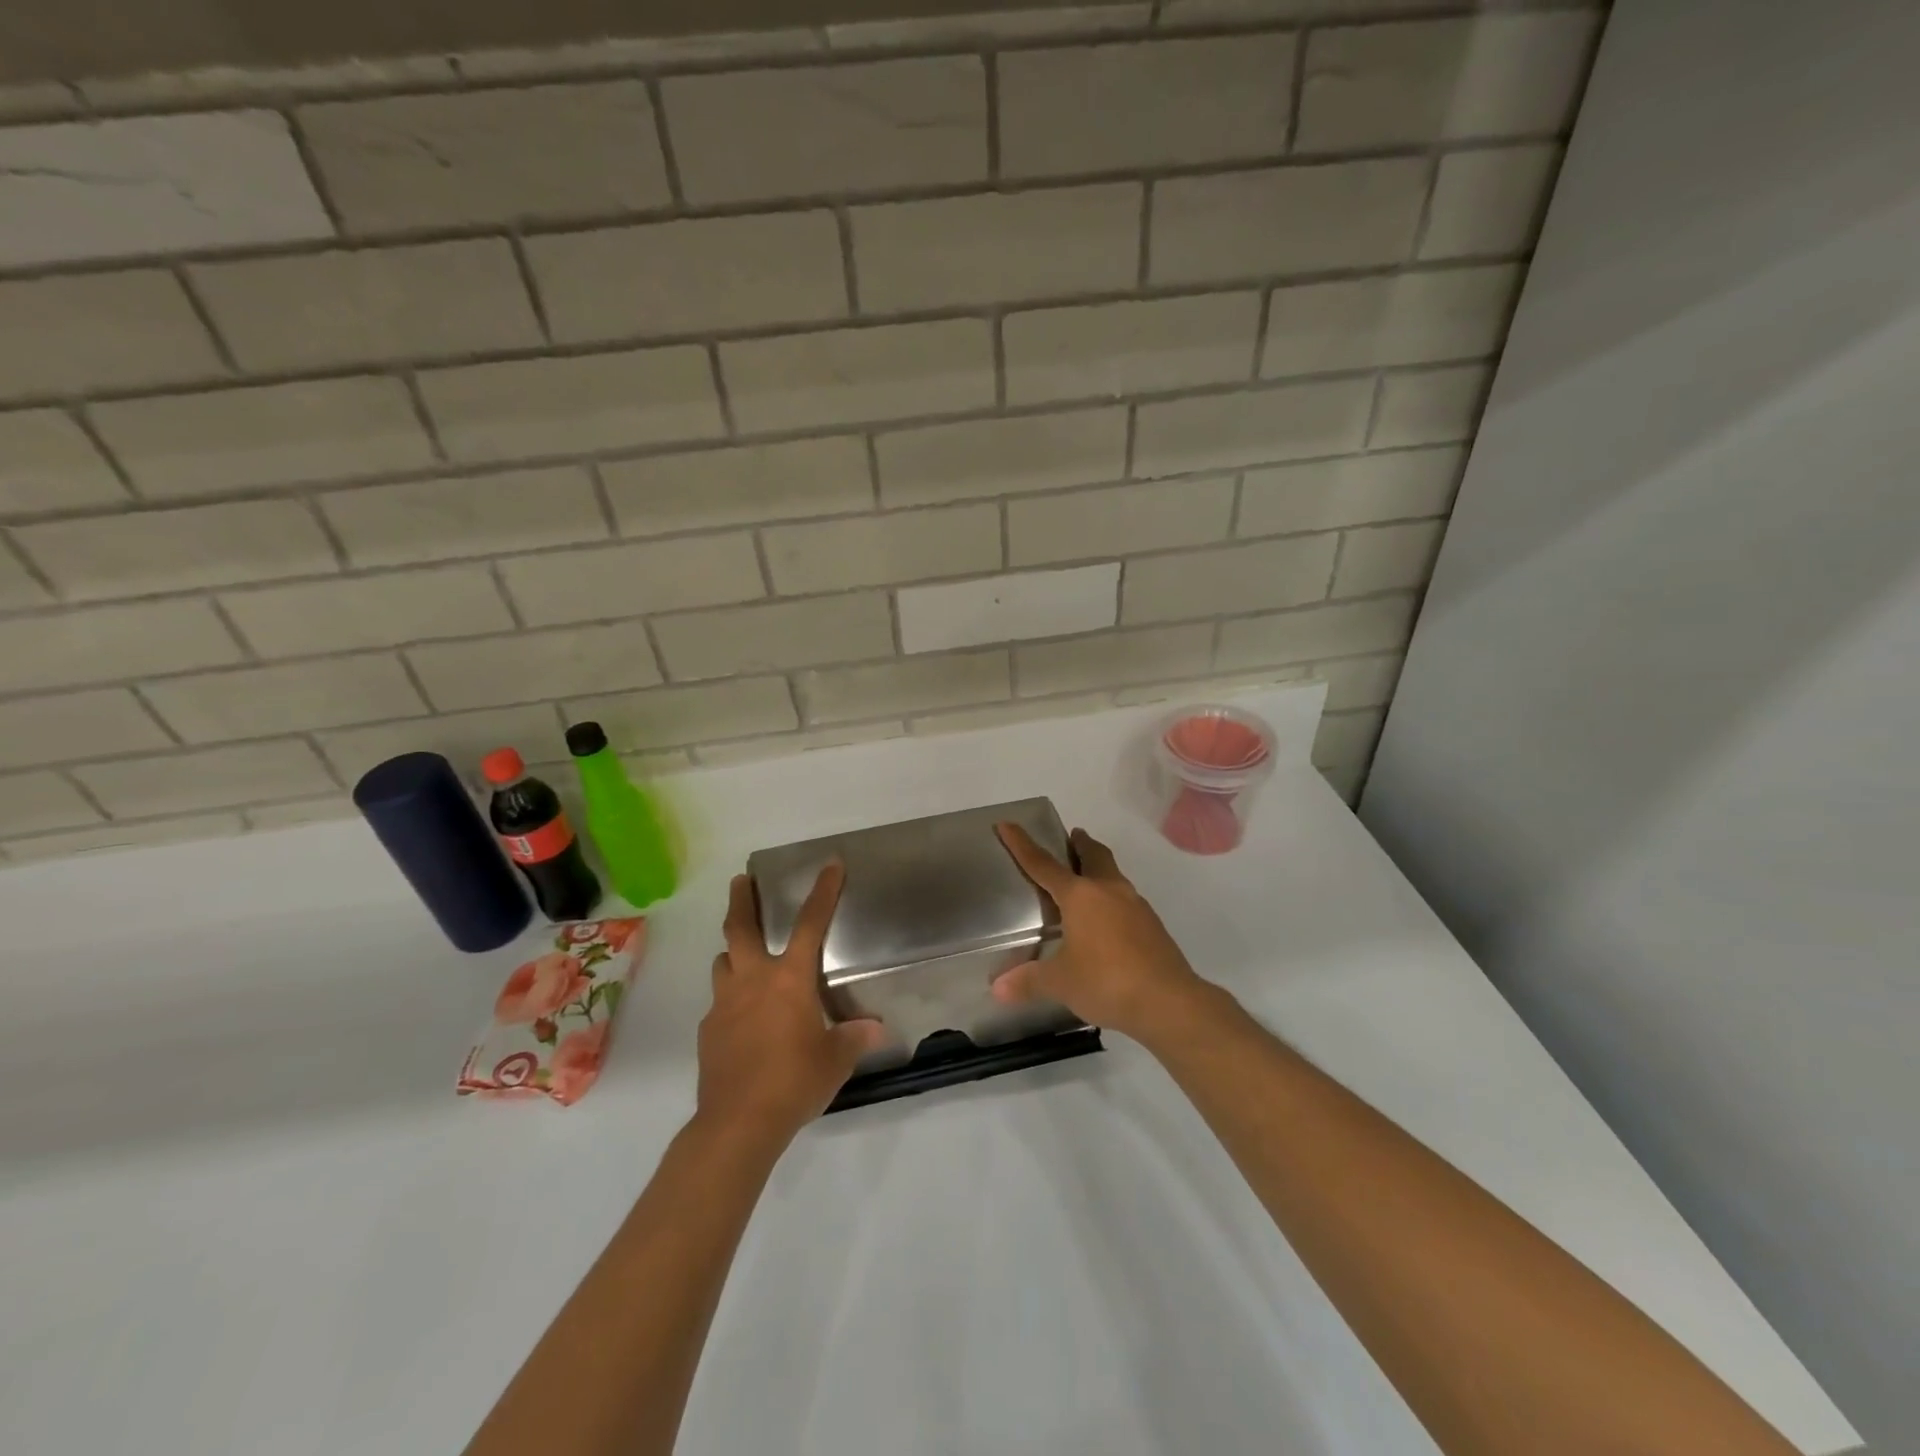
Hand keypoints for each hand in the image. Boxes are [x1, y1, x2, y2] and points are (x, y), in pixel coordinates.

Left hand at [696, 865, 885, 1144]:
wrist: (737, 1124)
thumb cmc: (794, 1082)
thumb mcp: (835, 1060)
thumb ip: (853, 1038)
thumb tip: (875, 1028)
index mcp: (789, 980)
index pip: (811, 924)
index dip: (823, 891)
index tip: (830, 864)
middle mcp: (752, 981)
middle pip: (741, 928)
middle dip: (743, 900)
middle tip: (742, 880)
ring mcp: (724, 1005)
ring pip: (724, 962)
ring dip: (734, 952)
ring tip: (743, 956)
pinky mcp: (708, 1031)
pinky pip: (719, 1003)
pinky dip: (730, 999)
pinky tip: (742, 1020)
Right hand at [993, 823, 1205, 1043]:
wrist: (1169, 1001)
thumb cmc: (1106, 981)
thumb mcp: (1060, 982)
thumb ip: (1028, 981)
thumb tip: (998, 989)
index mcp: (1080, 896)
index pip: (1043, 864)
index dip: (1022, 844)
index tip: (1008, 824)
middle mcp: (1109, 890)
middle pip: (1093, 855)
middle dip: (1081, 844)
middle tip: (1071, 837)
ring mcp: (1135, 905)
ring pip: (1113, 875)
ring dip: (1099, 869)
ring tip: (1087, 880)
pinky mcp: (1152, 925)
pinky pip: (1126, 900)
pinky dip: (1112, 898)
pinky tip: (1107, 921)